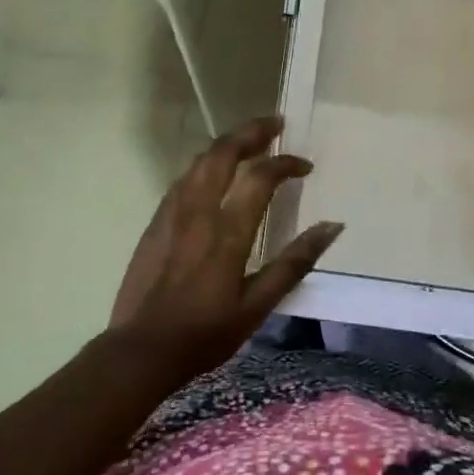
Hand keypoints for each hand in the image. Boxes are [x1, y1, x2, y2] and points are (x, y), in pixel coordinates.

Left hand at [107, 116, 343, 378]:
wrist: (141, 349)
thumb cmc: (205, 334)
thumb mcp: (258, 307)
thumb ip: (294, 263)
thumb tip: (332, 226)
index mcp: (227, 232)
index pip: (260, 177)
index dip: (286, 163)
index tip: (305, 167)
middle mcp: (198, 211)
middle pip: (224, 153)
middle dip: (252, 132)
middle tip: (276, 125)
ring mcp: (172, 213)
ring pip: (199, 161)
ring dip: (227, 144)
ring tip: (248, 142)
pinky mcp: (156, 221)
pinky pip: (183, 179)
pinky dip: (205, 165)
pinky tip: (212, 173)